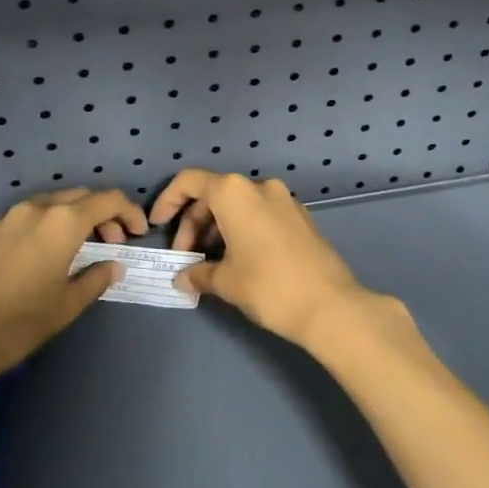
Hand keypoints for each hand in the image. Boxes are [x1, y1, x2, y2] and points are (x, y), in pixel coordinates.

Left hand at [0, 187, 147, 381]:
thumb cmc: (20, 323)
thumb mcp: (68, 305)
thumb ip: (96, 278)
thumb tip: (113, 265)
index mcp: (62, 223)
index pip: (107, 200)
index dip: (128, 212)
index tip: (136, 232)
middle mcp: (32, 210)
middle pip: (77, 197)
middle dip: (98, 215)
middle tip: (109, 243)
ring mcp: (0, 220)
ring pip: (43, 207)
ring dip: (64, 221)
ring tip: (69, 250)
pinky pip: (13, 225)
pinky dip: (31, 234)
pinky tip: (26, 263)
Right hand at [151, 169, 405, 350]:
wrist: (330, 305)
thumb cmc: (268, 286)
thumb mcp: (226, 281)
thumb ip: (198, 273)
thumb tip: (183, 278)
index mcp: (234, 192)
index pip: (190, 182)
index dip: (168, 201)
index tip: (158, 226)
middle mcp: (259, 186)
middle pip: (213, 194)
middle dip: (193, 224)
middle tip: (185, 259)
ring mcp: (284, 199)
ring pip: (238, 205)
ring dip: (217, 228)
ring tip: (211, 264)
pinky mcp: (300, 216)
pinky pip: (260, 214)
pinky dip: (241, 230)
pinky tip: (238, 261)